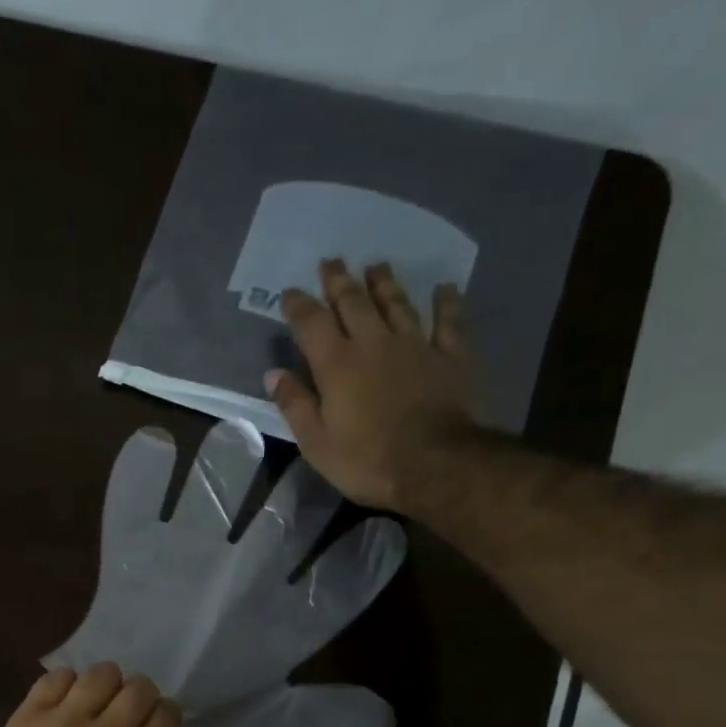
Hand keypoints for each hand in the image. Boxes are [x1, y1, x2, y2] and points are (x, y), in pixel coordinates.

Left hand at [0, 662, 181, 726]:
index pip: (167, 717)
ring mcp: (67, 718)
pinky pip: (59, 676)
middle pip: (140, 688)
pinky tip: (63, 699)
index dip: (167, 714)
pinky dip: (67, 683)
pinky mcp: (32, 710)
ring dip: (106, 683)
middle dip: (141, 694)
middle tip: (128, 707)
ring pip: (103, 672)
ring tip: (96, 698)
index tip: (157, 720)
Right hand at [266, 258, 483, 513]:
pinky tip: (446, 288)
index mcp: (336, 364)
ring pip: (397, 303)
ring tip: (376, 265)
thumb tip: (274, 373)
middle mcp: (374, 342)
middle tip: (331, 262)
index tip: (290, 292)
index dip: (298, 305)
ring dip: (385, 283)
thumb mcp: (316, 442)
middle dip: (339, 281)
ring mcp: (416, 345)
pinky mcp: (450, 356)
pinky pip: (449, 321)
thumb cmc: (366, 460)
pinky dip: (447, 303)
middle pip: (353, 302)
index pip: (311, 323)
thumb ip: (295, 404)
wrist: (435, 465)